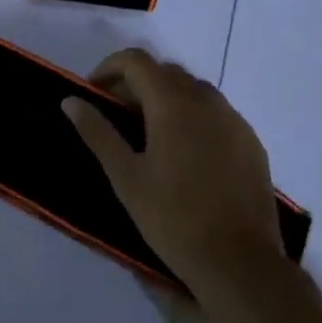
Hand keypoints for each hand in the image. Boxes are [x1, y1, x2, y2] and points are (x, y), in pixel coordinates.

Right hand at [62, 48, 290, 307]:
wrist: (240, 262)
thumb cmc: (173, 218)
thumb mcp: (125, 177)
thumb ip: (97, 132)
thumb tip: (70, 100)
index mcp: (172, 102)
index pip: (136, 60)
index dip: (109, 68)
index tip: (93, 93)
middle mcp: (206, 99)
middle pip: (164, 72)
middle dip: (136, 84)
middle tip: (116, 117)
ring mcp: (233, 119)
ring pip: (192, 91)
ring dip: (166, 99)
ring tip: (150, 135)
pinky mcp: (251, 141)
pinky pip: (216, 113)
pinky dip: (193, 117)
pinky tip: (186, 154)